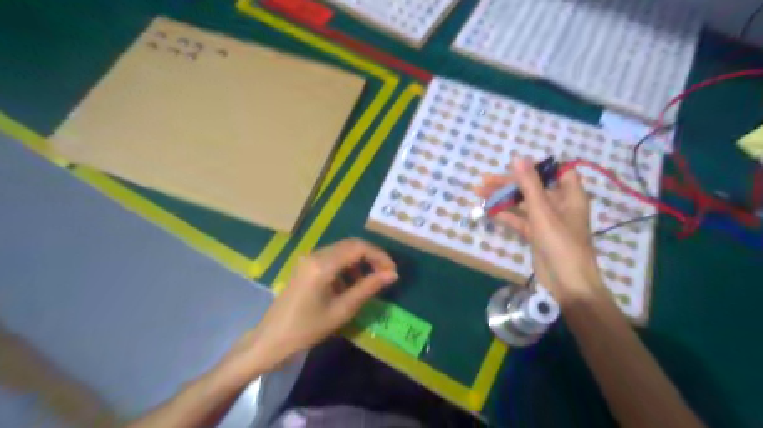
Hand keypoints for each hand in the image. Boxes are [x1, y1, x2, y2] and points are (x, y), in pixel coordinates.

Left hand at [224, 239, 395, 375]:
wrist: (272, 340)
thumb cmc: (307, 329)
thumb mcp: (342, 309)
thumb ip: (368, 288)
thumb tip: (392, 274)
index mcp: (322, 264)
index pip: (358, 248)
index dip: (379, 256)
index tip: (393, 271)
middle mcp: (315, 254)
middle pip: (351, 245)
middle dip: (371, 256)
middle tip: (386, 274)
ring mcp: (309, 258)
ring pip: (342, 250)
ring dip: (360, 261)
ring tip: (371, 281)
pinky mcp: (306, 265)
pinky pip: (332, 258)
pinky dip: (347, 266)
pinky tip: (351, 284)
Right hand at [474, 159, 609, 302]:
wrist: (567, 282)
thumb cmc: (560, 242)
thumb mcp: (542, 211)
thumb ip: (529, 185)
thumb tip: (518, 159)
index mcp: (569, 195)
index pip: (557, 171)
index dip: (537, 167)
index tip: (514, 165)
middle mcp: (559, 205)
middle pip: (533, 187)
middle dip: (509, 183)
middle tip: (484, 181)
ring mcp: (546, 221)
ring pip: (523, 204)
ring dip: (503, 199)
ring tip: (479, 193)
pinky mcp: (536, 234)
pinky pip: (520, 220)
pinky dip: (506, 215)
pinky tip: (488, 211)